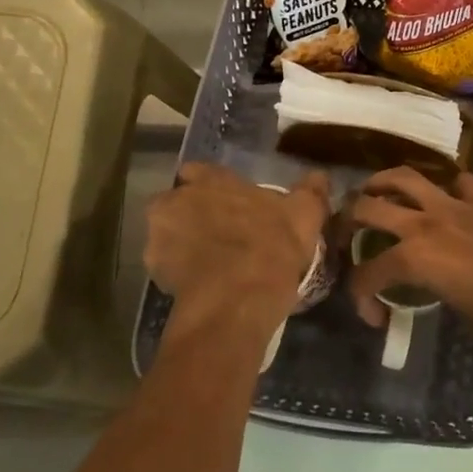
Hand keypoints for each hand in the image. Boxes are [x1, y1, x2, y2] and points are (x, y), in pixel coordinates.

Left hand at [145, 164, 331, 340]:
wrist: (237, 301)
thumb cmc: (272, 248)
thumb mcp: (305, 216)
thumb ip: (311, 191)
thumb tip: (320, 176)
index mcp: (212, 181)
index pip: (197, 171)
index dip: (209, 185)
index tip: (224, 201)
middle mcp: (178, 199)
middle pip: (178, 202)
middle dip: (192, 214)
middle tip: (219, 234)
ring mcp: (159, 236)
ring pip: (167, 234)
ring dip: (182, 243)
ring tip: (210, 264)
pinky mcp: (153, 271)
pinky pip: (164, 266)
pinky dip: (179, 273)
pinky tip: (201, 285)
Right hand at [345, 169, 472, 351]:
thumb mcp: (460, 311)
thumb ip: (435, 292)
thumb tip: (433, 289)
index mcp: (415, 258)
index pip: (368, 274)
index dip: (362, 296)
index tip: (374, 315)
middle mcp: (426, 223)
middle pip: (370, 207)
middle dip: (349, 220)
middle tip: (347, 232)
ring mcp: (455, 205)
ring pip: (406, 178)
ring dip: (384, 183)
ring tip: (376, 191)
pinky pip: (458, 183)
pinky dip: (447, 188)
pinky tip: (446, 198)